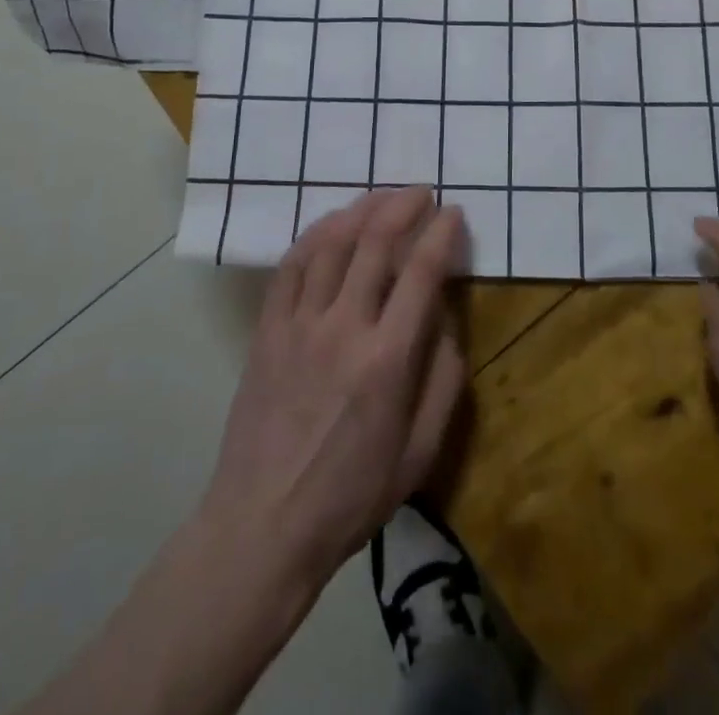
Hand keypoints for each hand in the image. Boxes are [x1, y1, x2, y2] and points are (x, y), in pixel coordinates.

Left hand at [198, 186, 467, 588]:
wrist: (264, 525)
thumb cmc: (352, 495)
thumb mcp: (421, 453)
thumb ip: (444, 379)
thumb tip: (446, 319)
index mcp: (388, 359)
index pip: (422, 272)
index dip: (442, 233)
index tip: (454, 213)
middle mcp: (344, 327)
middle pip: (375, 242)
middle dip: (403, 205)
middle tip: (421, 192)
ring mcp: (299, 324)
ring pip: (331, 243)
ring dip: (361, 210)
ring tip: (382, 197)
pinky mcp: (267, 330)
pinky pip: (291, 266)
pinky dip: (314, 234)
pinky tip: (332, 224)